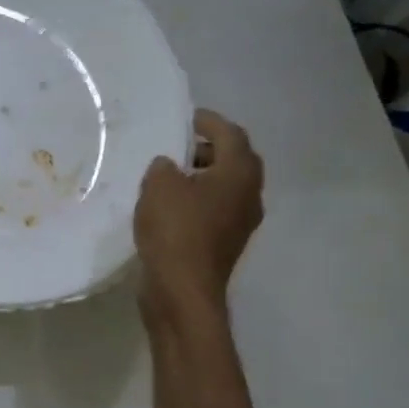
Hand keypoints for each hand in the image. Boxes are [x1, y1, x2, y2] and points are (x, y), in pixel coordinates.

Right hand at [134, 110, 263, 317]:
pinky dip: (196, 201)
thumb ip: (163, 167)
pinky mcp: (224, 243)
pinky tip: (169, 207)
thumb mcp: (159, 187)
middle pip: (234, 161)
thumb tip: (169, 166)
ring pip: (224, 188)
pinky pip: (213, 210)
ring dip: (201, 177)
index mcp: (240, 173)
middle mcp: (249, 194)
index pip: (231, 134)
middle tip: (177, 147)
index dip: (209, 122)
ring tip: (169, 177)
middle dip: (207, 150)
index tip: (186, 117)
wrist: (183, 290)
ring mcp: (240, 222)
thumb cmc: (176, 230)